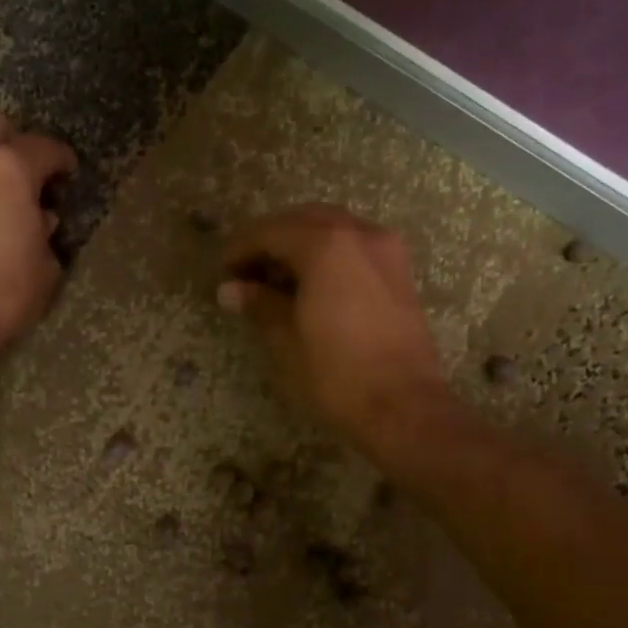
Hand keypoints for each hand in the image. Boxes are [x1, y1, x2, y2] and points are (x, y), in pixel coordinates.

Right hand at [219, 204, 450, 453]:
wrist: (404, 408)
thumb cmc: (336, 375)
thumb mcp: (285, 340)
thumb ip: (259, 304)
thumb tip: (230, 290)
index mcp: (326, 246)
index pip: (271, 231)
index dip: (241, 248)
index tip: (223, 272)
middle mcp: (360, 234)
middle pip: (304, 220)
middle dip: (271, 240)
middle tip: (247, 273)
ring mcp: (386, 251)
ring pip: (333, 229)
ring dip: (301, 244)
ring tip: (276, 281)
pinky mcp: (400, 273)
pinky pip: (355, 247)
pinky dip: (328, 255)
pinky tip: (311, 287)